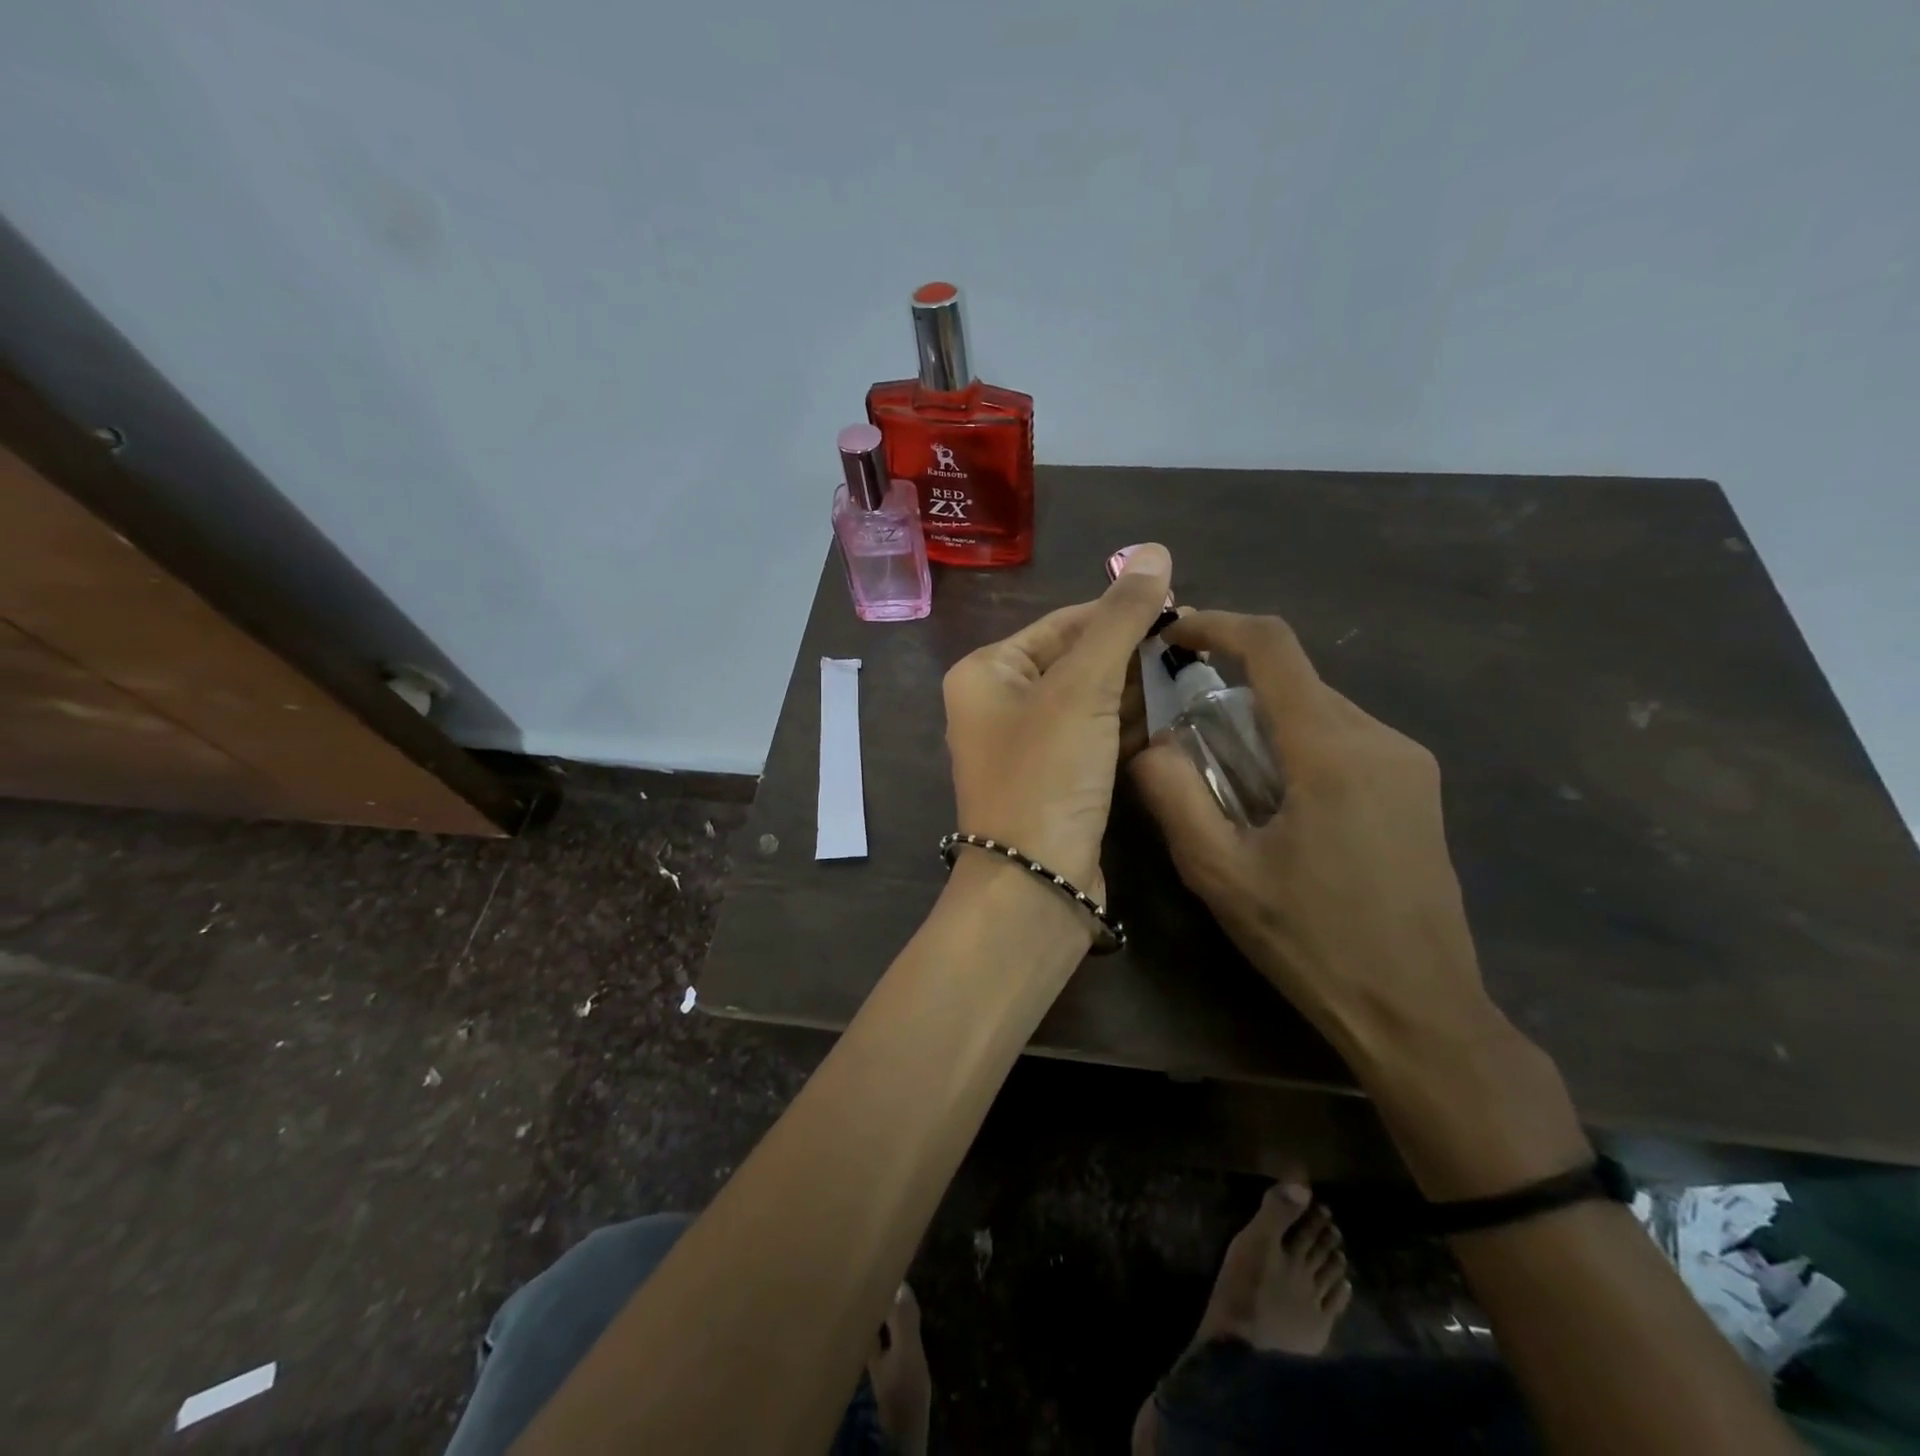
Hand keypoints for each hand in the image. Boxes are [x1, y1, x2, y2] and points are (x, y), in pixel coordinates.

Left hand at [943, 543, 1173, 894]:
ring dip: (1135, 687)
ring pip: (1089, 701)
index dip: (1119, 611)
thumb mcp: (1082, 688)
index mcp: (987, 672)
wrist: (1034, 885)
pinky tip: (1173, 712)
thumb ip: (1118, 619)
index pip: (1062, 623)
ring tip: (1194, 670)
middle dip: (1131, 652)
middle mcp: (999, 705)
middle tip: (1193, 642)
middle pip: (1076, 660)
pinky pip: (1094, 737)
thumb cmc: (1046, 775)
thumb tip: (1155, 552)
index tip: (1180, 605)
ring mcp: (1027, 746)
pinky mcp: (1055, 781)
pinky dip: (1128, 724)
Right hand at [1129, 611, 1490, 1060]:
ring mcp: (1408, 762)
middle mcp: (1379, 738)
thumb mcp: (1219, 873)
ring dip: (1263, 719)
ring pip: (1318, 708)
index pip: (1273, 647)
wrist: (1419, 1011)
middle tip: (1182, 726)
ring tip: (1222, 773)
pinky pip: (1343, 738)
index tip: (1174, 633)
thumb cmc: (1311, 942)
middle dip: (1232, 685)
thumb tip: (1151, 743)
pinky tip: (1274, 799)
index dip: (1218, 625)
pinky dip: (1295, 743)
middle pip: (1294, 679)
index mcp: (1331, 751)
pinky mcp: (1416, 787)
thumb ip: (1173, 795)